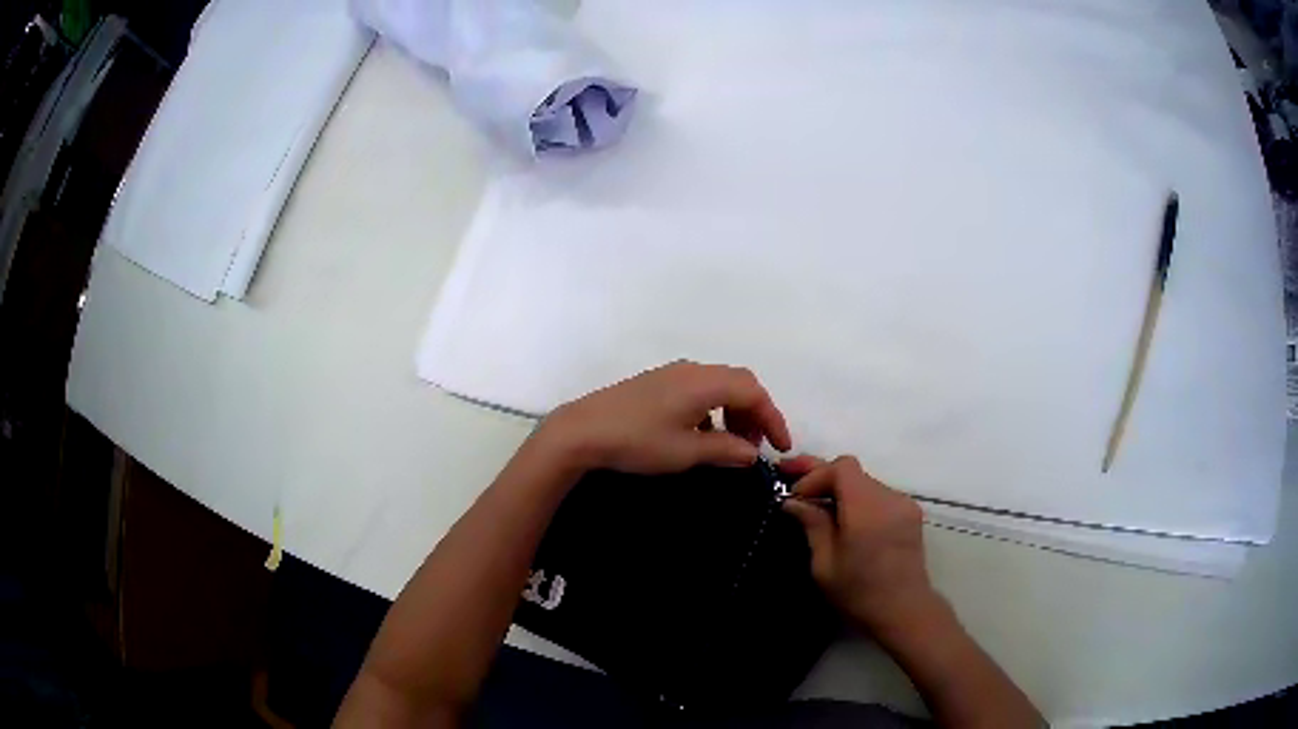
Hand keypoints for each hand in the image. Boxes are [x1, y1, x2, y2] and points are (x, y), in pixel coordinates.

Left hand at [536, 361, 791, 474]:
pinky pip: (698, 391)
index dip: (772, 418)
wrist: (581, 431)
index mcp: (704, 382)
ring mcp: (671, 374)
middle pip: (738, 384)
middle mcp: (692, 370)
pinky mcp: (656, 384)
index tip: (782, 446)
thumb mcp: (686, 451)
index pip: (753, 391)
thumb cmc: (637, 441)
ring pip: (717, 386)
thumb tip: (752, 453)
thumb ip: (725, 449)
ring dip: (733, 413)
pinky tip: (702, 435)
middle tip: (756, 447)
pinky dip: (712, 411)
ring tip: (732, 445)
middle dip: (754, 414)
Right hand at [780, 456, 941, 639]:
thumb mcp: (824, 564)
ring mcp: (903, 503)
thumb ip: (812, 524)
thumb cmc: (859, 593)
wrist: (904, 610)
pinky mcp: (910, 513)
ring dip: (840, 488)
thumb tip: (793, 501)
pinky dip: (857, 499)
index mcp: (867, 509)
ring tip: (816, 502)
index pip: (841, 468)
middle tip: (791, 476)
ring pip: (865, 482)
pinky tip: (844, 516)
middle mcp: (889, 498)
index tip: (795, 496)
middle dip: (822, 476)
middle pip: (853, 472)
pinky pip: (878, 494)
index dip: (815, 475)